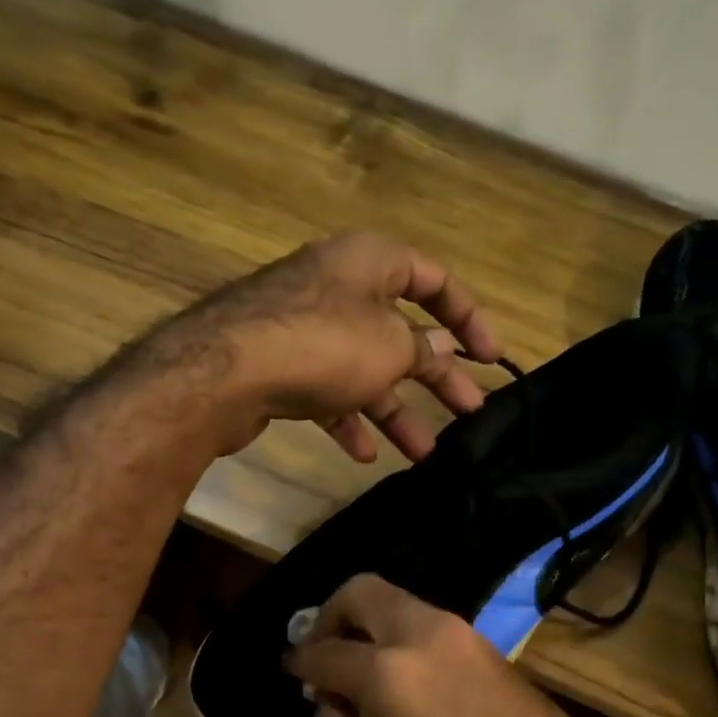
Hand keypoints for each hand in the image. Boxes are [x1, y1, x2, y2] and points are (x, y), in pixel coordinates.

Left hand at [148, 232, 504, 462]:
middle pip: (401, 333)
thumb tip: (441, 349)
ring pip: (364, 369)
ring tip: (424, 453)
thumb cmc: (324, 343)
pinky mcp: (281, 366)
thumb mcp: (389, 347)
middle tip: (470, 412)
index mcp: (371, 262)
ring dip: (395, 411)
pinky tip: (363, 454)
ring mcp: (306, 328)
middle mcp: (339, 287)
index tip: (490, 357)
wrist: (227, 372)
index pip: (434, 280)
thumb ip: (421, 351)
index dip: (468, 317)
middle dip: (437, 378)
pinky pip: (327, 391)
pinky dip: (348, 419)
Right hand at [284, 574, 599, 716]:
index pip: (324, 651)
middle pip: (359, 592)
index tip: (294, 673)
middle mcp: (419, 635)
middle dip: (330, 616)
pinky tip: (401, 676)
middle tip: (325, 654)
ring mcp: (457, 631)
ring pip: (396, 601)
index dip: (300, 662)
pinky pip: (425, 622)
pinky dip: (400, 636)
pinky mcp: (482, 641)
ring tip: (363, 669)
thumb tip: (328, 701)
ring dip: (368, 624)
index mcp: (385, 674)